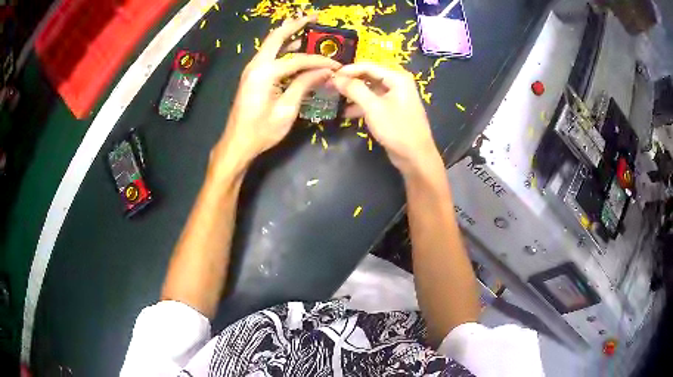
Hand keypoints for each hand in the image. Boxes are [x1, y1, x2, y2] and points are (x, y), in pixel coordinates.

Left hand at [214, 15, 340, 168]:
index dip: (320, 61)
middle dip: (296, 24)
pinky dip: (283, 48)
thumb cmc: (261, 131)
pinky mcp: (252, 76)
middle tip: (315, 16)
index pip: (299, 60)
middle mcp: (256, 65)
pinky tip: (295, 48)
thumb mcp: (287, 110)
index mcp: (265, 73)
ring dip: (288, 33)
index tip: (337, 65)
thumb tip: (325, 71)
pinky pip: (269, 55)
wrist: (237, 144)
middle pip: (277, 36)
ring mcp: (252, 69)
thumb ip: (304, 85)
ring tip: (307, 26)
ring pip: (271, 44)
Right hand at [333, 63, 439, 174]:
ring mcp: (395, 97)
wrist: (415, 157)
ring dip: (353, 94)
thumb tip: (336, 77)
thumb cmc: (396, 129)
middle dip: (349, 81)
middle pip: (368, 76)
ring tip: (334, 99)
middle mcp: (397, 83)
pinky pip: (373, 101)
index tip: (329, 76)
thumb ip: (354, 89)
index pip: (368, 66)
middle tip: (329, 86)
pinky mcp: (392, 110)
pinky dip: (361, 105)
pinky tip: (346, 113)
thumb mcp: (373, 107)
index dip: (348, 70)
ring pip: (369, 89)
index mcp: (397, 77)